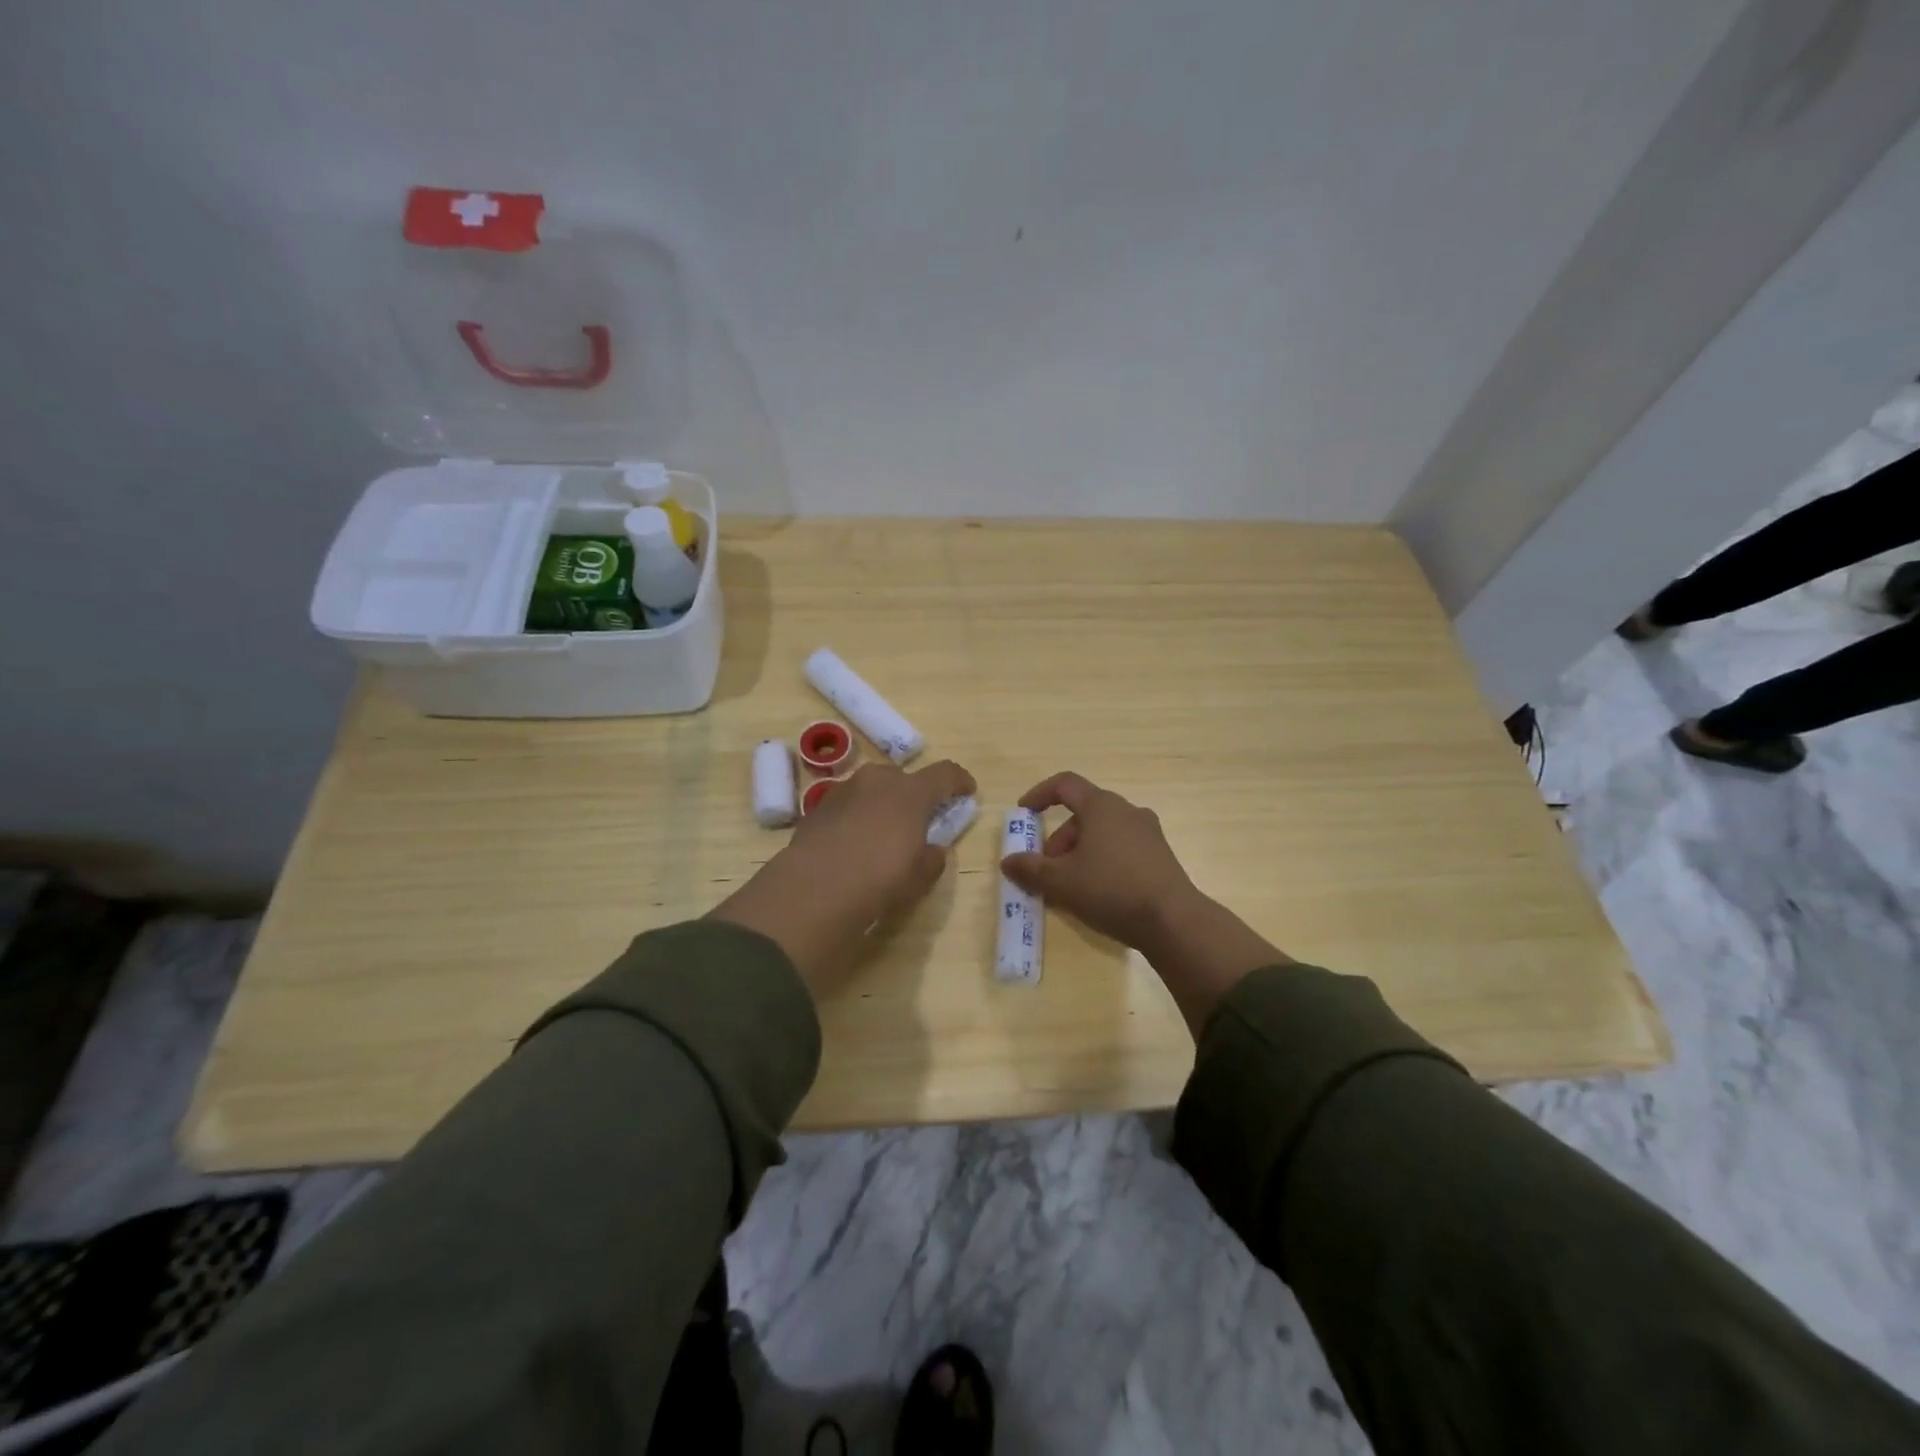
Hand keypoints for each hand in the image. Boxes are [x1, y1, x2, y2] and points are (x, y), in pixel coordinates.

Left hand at [710, 759, 975, 996]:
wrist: (814, 889)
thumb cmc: (880, 879)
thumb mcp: (920, 876)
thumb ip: (933, 857)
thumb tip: (931, 850)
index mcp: (911, 792)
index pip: (945, 773)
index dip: (959, 780)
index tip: (967, 791)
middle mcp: (877, 781)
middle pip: (903, 778)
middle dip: (914, 794)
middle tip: (918, 819)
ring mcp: (843, 791)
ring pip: (871, 789)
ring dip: (881, 803)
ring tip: (882, 832)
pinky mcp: (816, 808)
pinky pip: (847, 806)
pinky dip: (855, 817)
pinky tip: (852, 844)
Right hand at [1001, 771, 1287, 1036]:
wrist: (1173, 921)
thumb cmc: (1111, 889)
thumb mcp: (1062, 882)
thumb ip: (1031, 869)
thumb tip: (1008, 861)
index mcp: (1102, 806)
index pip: (1065, 785)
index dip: (1039, 794)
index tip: (1023, 812)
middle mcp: (1127, 811)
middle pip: (1083, 813)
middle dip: (1058, 838)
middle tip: (1046, 868)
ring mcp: (1148, 832)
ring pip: (1102, 832)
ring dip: (1079, 851)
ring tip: (1069, 885)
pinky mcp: (1160, 855)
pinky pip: (1121, 847)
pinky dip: (1101, 860)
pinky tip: (1097, 891)